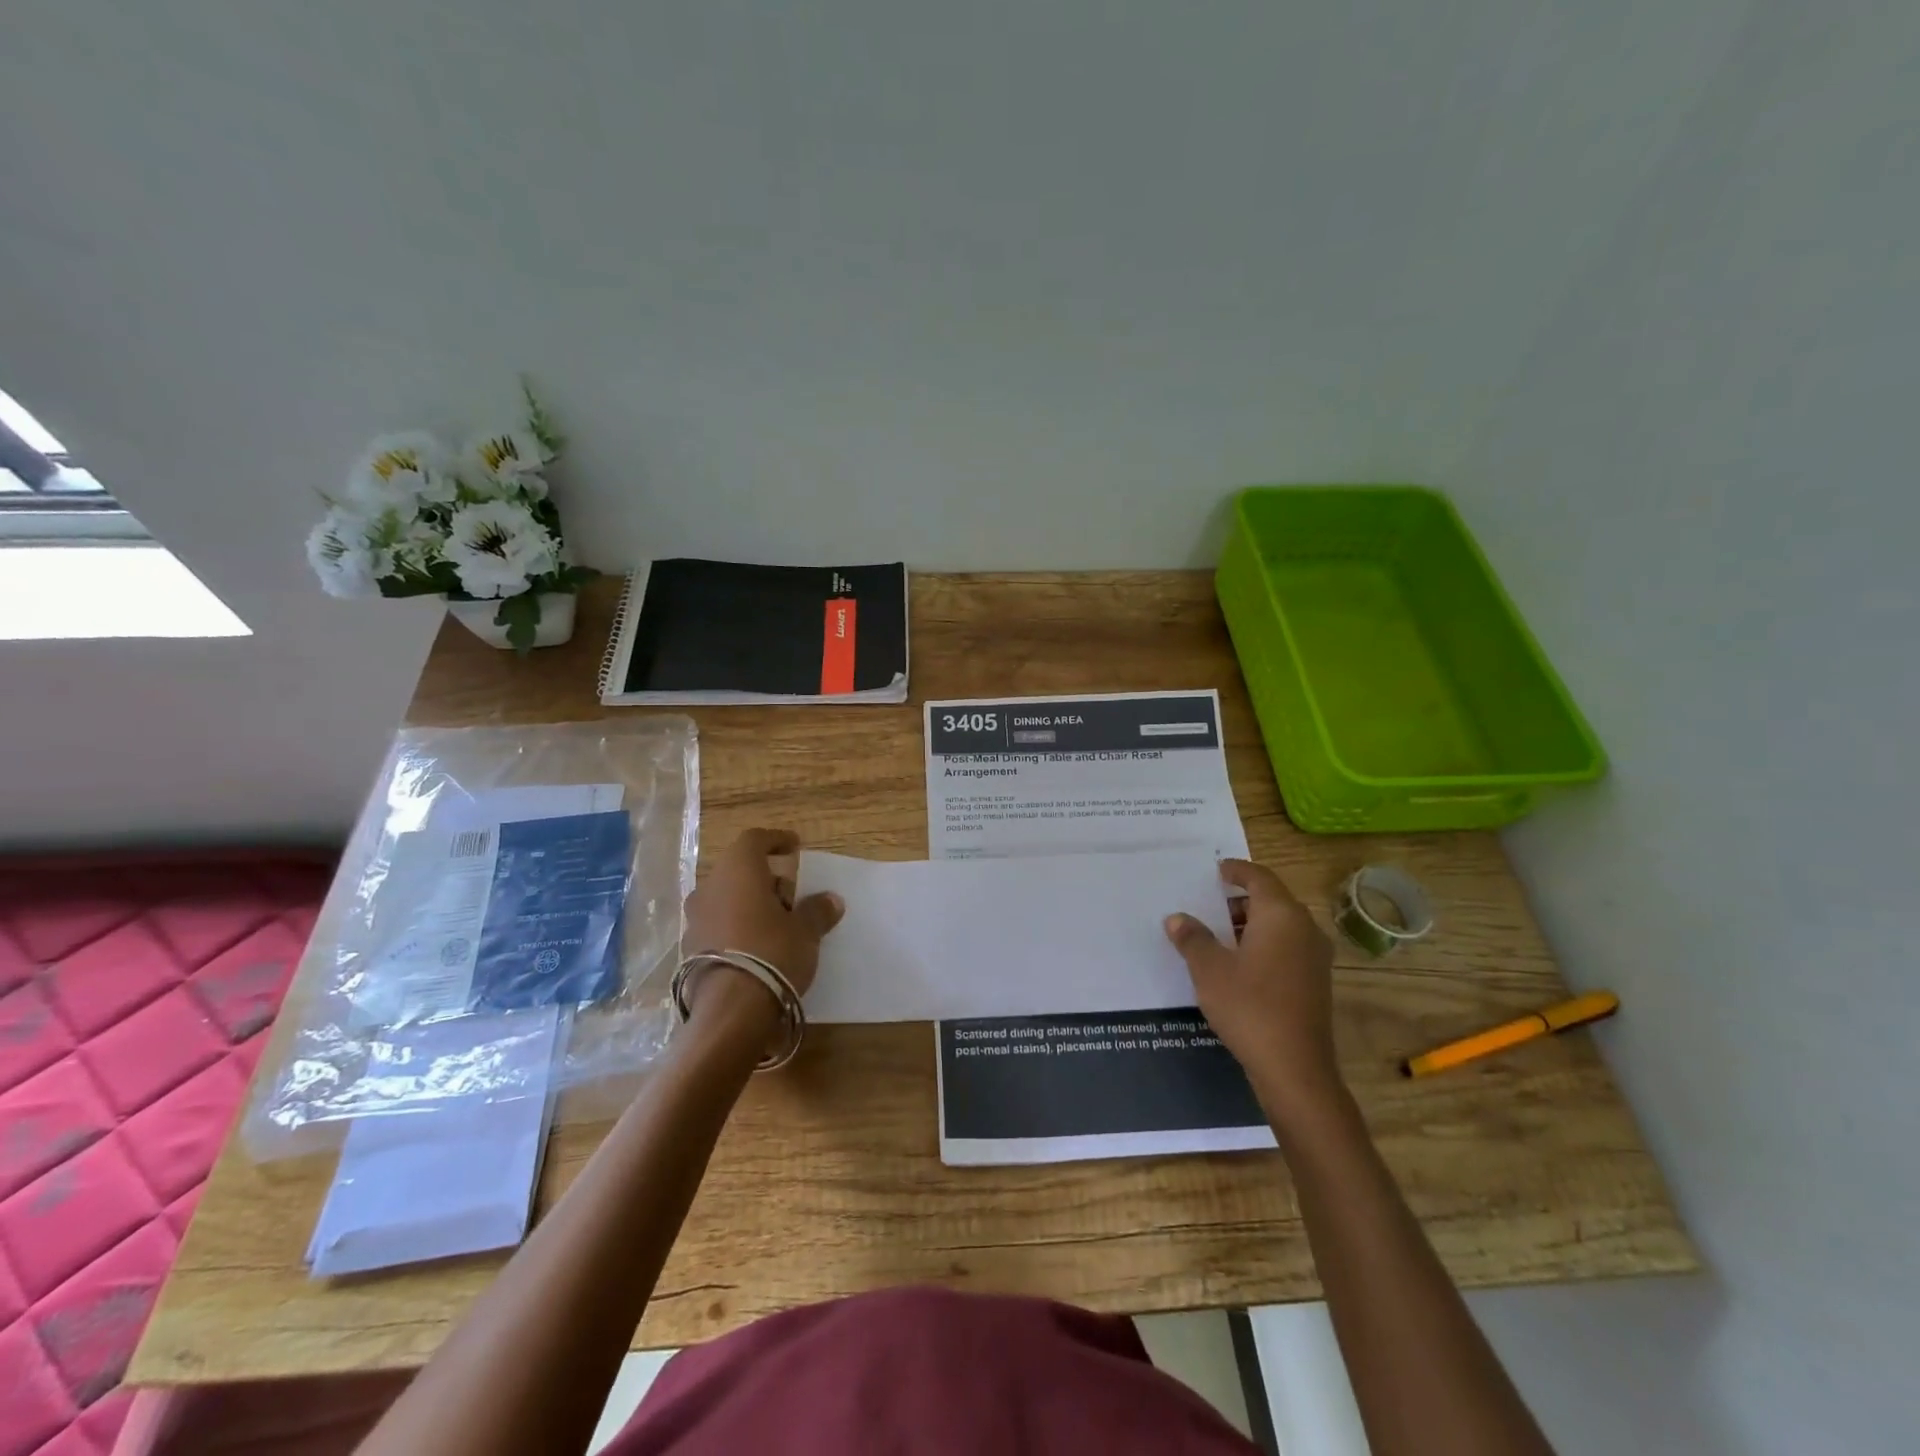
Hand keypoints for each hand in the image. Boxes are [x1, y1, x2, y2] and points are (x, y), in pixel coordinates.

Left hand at [683, 828, 843, 1024]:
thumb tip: (831, 900)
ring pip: (726, 898)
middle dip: (766, 879)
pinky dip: (737, 926)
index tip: (795, 847)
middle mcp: (710, 887)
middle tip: (792, 897)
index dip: (776, 840)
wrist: (731, 1010)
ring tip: (777, 924)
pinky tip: (756, 946)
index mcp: (737, 871)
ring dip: (750, 904)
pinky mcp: (690, 949)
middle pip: (739, 870)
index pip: (754, 840)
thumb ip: (816, 911)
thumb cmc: (772, 953)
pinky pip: (718, 924)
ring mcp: (695, 919)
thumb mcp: (805, 932)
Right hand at [1165, 859, 1340, 1115]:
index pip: (1259, 877)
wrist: (1295, 1069)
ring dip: (1248, 925)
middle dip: (1238, 900)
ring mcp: (1314, 958)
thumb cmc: (1249, 1006)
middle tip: (1206, 904)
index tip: (1216, 870)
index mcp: (1281, 915)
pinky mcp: (1315, 983)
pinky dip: (1261, 945)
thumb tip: (1177, 918)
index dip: (1236, 870)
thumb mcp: (1209, 969)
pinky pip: (1285, 948)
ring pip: (1279, 927)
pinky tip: (1235, 964)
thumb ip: (1192, 938)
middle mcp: (1304, 929)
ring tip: (1214, 935)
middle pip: (1271, 901)